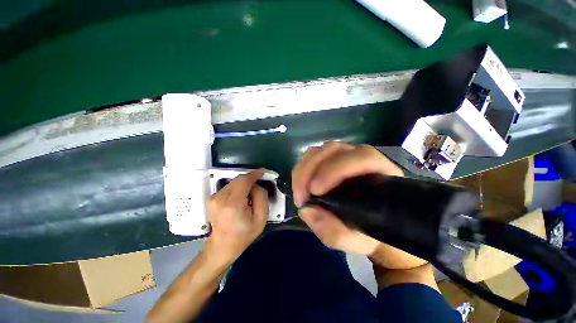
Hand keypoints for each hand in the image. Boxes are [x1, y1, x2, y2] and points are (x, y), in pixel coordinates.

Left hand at [206, 169, 268, 265]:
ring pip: (233, 182)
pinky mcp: (211, 198)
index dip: (254, 174)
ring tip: (249, 196)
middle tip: (258, 188)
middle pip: (238, 180)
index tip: (262, 171)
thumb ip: (261, 197)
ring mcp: (213, 198)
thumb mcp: (261, 218)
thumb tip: (256, 185)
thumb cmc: (244, 234)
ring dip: (244, 185)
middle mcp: (219, 198)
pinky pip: (228, 186)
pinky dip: (237, 188)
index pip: (244, 181)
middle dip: (250, 180)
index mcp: (233, 204)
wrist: (222, 246)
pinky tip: (241, 198)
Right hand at [292, 142, 426, 269]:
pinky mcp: (330, 160)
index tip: (315, 192)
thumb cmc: (369, 233)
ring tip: (299, 193)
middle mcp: (362, 158)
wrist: (369, 227)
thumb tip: (306, 210)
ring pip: (320, 151)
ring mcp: (344, 156)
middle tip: (300, 197)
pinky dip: (302, 169)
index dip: (335, 169)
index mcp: (381, 173)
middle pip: (333, 149)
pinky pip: (312, 156)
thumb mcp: (356, 242)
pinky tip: (300, 186)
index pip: (362, 157)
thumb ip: (334, 232)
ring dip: (303, 169)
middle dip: (310, 170)